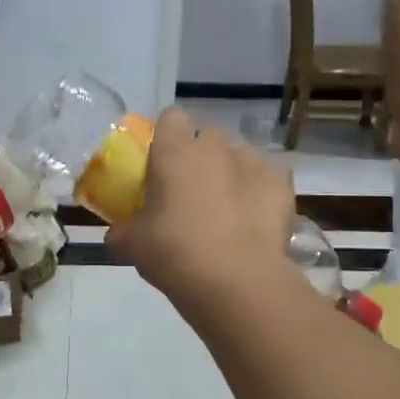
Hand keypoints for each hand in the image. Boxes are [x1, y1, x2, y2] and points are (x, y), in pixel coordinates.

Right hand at [107, 109, 298, 304]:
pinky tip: (255, 220)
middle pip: (207, 137)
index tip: (162, 164)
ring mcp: (253, 161)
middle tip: (192, 193)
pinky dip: (261, 192)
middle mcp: (215, 146)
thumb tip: (117, 233)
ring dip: (232, 173)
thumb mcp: (134, 245)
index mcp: (174, 151)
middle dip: (201, 158)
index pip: (170, 118)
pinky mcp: (283, 183)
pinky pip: (268, 177)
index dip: (167, 137)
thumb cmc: (174, 252)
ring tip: (227, 210)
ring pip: (240, 156)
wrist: (235, 279)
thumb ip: (123, 231)